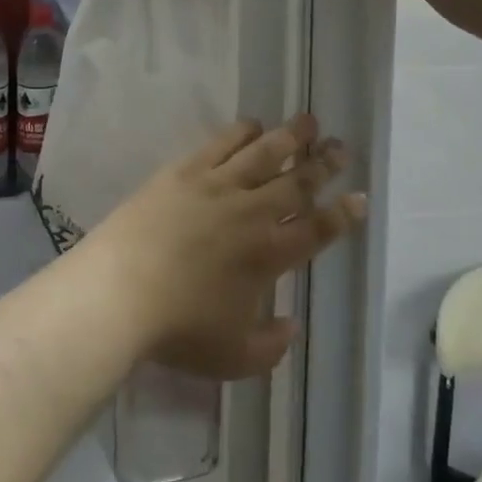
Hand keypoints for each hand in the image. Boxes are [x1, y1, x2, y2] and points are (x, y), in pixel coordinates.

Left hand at [76, 116, 365, 379]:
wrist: (122, 290)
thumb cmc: (178, 330)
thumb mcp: (233, 358)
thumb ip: (270, 347)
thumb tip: (290, 326)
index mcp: (269, 255)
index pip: (317, 229)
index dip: (343, 214)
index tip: (360, 197)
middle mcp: (253, 212)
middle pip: (297, 181)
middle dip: (324, 164)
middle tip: (341, 147)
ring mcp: (219, 185)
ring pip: (265, 153)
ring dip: (291, 136)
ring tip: (308, 123)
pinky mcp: (187, 170)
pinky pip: (223, 142)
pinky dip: (243, 131)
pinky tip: (254, 125)